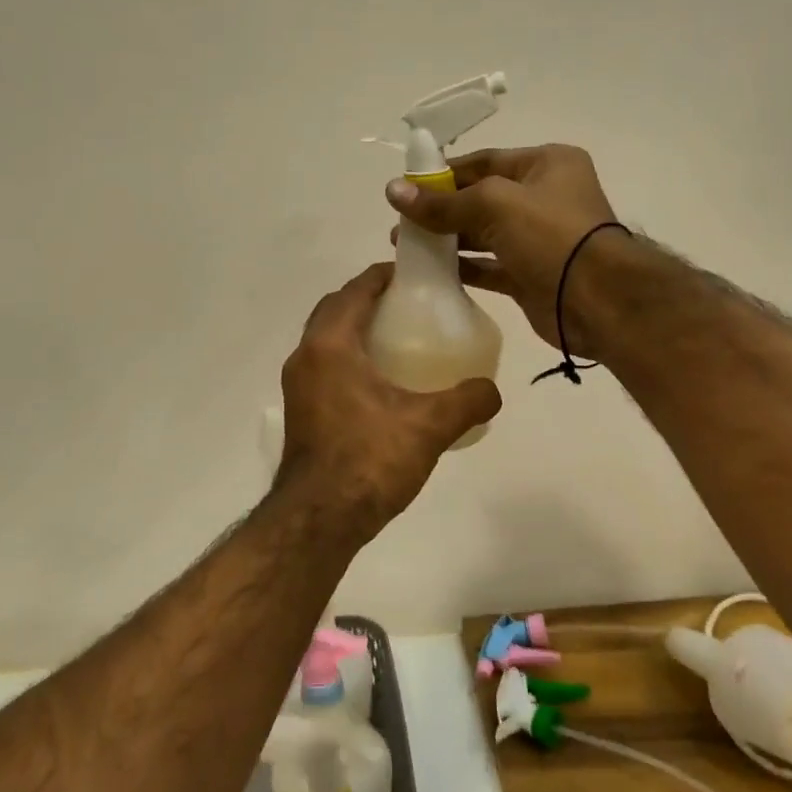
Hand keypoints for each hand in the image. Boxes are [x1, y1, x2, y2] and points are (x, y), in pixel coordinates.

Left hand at [277, 264, 502, 532]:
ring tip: (398, 339)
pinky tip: (381, 382)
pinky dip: (349, 358)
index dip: (382, 276)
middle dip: (367, 299)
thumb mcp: (429, 426)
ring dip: (355, 329)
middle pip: (335, 310)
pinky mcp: (301, 411)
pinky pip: (325, 366)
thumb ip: (468, 401)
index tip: (412, 273)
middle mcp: (305, 357)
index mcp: (330, 345)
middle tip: (408, 304)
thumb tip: (493, 391)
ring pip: (327, 340)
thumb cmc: (369, 460)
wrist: (319, 519)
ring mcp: (298, 386)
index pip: (355, 291)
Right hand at [387, 144, 621, 358]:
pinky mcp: (531, 276)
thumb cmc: (551, 235)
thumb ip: (443, 202)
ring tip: (405, 246)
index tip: (406, 187)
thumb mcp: (494, 205)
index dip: (444, 173)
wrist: (598, 300)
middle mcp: (544, 198)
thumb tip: (392, 191)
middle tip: (400, 223)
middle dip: (441, 209)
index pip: (485, 162)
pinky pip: (490, 267)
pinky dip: (463, 268)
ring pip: (483, 235)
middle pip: (481, 199)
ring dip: (447, 240)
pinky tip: (431, 271)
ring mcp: (539, 240)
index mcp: (546, 165)